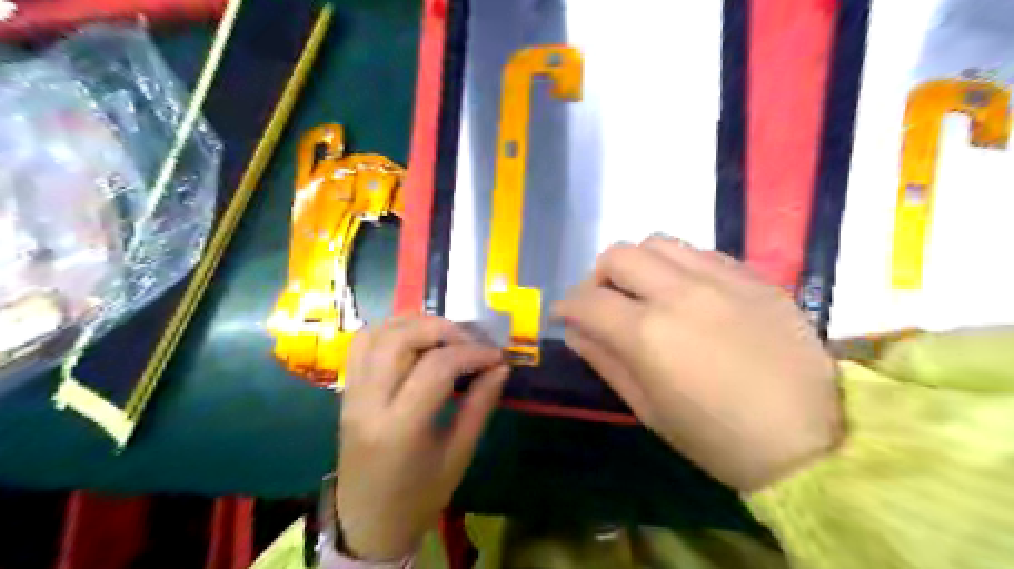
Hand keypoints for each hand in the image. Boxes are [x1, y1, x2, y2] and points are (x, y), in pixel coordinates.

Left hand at [335, 315, 507, 560]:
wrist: (367, 524)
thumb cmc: (418, 498)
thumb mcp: (458, 456)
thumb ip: (479, 406)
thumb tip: (501, 367)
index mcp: (400, 428)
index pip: (436, 367)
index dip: (471, 353)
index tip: (495, 355)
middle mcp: (369, 403)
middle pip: (400, 339)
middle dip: (442, 328)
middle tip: (470, 340)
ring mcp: (351, 394)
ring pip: (377, 333)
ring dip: (415, 323)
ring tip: (445, 335)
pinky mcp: (346, 391)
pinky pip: (362, 344)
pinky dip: (390, 330)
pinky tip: (415, 340)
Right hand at [554, 232, 840, 490]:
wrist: (808, 439)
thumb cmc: (716, 438)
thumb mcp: (648, 408)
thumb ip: (605, 360)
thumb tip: (575, 330)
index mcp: (648, 334)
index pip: (588, 300)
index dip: (567, 306)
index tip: (565, 315)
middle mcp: (680, 292)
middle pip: (619, 255)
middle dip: (598, 277)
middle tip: (604, 302)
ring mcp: (721, 278)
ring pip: (658, 242)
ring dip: (638, 264)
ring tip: (644, 291)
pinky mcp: (753, 277)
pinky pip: (700, 252)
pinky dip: (678, 266)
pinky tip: (687, 292)